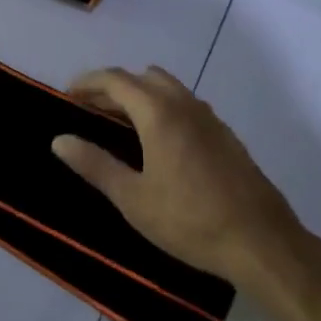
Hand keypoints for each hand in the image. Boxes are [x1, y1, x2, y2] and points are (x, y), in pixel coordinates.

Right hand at [54, 66, 301, 286]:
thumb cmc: (190, 220)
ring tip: (121, 125)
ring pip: (168, 88)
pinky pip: (186, 105)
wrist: (261, 242)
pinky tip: (160, 143)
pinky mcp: (226, 135)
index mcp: (158, 112)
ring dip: (141, 95)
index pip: (116, 79)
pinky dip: (164, 108)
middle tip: (90, 111)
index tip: (67, 95)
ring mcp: (210, 117)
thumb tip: (59, 140)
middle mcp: (184, 104)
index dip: (88, 82)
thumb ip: (95, 164)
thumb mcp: (133, 198)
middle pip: (142, 78)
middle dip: (113, 87)